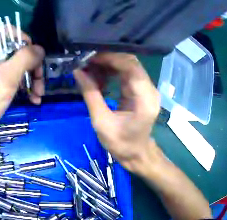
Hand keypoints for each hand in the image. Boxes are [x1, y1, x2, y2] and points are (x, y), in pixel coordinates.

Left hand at [0, 34, 44, 153]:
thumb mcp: (5, 79)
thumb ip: (24, 59)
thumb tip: (40, 49)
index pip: (6, 32)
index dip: (23, 40)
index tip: (34, 56)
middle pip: (15, 50)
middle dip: (31, 65)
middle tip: (39, 80)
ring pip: (18, 64)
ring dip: (31, 78)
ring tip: (39, 94)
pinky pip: (14, 77)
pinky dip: (25, 86)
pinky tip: (34, 98)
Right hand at [74, 53, 159, 172]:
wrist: (136, 154)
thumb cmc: (121, 143)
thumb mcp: (101, 122)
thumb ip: (91, 95)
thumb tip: (77, 72)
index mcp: (145, 100)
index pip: (131, 67)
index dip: (110, 58)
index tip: (89, 59)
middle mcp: (150, 90)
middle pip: (130, 62)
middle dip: (107, 59)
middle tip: (86, 63)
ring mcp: (147, 89)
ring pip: (128, 65)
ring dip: (108, 64)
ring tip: (90, 70)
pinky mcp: (142, 90)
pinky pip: (127, 73)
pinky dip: (112, 71)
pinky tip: (99, 77)